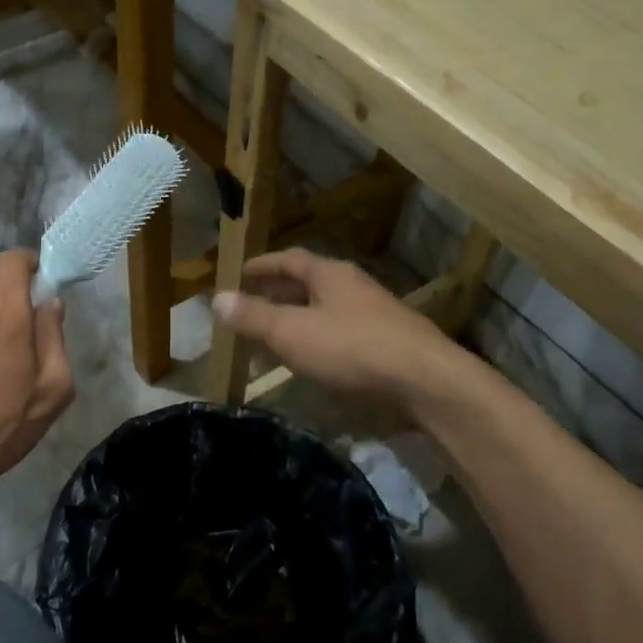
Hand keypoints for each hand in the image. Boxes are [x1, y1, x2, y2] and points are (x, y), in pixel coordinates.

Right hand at [212, 248, 460, 411]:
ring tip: (271, 342)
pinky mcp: (388, 347)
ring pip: (325, 313)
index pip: (290, 260)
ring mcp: (375, 317)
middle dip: (277, 296)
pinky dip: (317, 345)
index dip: (263, 266)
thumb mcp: (292, 332)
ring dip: (296, 323)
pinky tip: (310, 365)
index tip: (240, 273)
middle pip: (308, 285)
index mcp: (331, 275)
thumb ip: (254, 317)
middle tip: (250, 309)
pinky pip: (341, 338)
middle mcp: (354, 289)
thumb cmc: (352, 348)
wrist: (426, 383)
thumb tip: (216, 298)